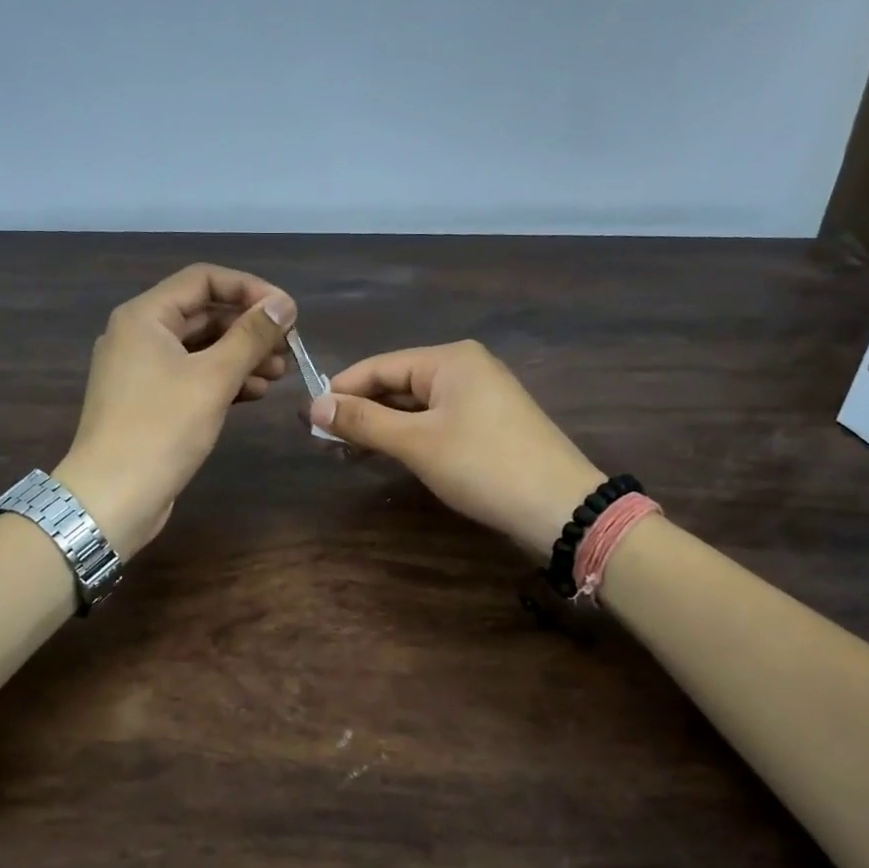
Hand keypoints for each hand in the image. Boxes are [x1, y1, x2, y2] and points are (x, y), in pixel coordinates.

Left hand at [54, 264, 295, 557]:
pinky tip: (256, 392)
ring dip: (242, 355)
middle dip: (249, 327)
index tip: (286, 312)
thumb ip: (251, 336)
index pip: (204, 279)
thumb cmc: (161, 429)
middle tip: (289, 346)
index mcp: (145, 316)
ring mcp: (142, 370)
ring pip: (201, 347)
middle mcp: (139, 334)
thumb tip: (284, 304)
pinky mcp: (150, 401)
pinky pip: (193, 375)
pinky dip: (224, 379)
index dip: (249, 288)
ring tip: (279, 373)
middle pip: (204, 313)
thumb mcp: (213, 378)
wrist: (112, 498)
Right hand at [312, 341, 605, 556]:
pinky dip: (408, 436)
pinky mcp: (489, 425)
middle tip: (324, 441)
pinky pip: (436, 422)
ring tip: (346, 452)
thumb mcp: (416, 442)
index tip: (308, 417)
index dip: (342, 389)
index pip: (380, 366)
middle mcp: (466, 369)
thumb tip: (314, 406)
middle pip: (398, 383)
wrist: (560, 508)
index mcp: (450, 360)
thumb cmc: (483, 465)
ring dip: (382, 427)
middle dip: (361, 411)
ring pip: (416, 406)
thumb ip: (364, 420)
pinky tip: (386, 454)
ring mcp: (481, 397)